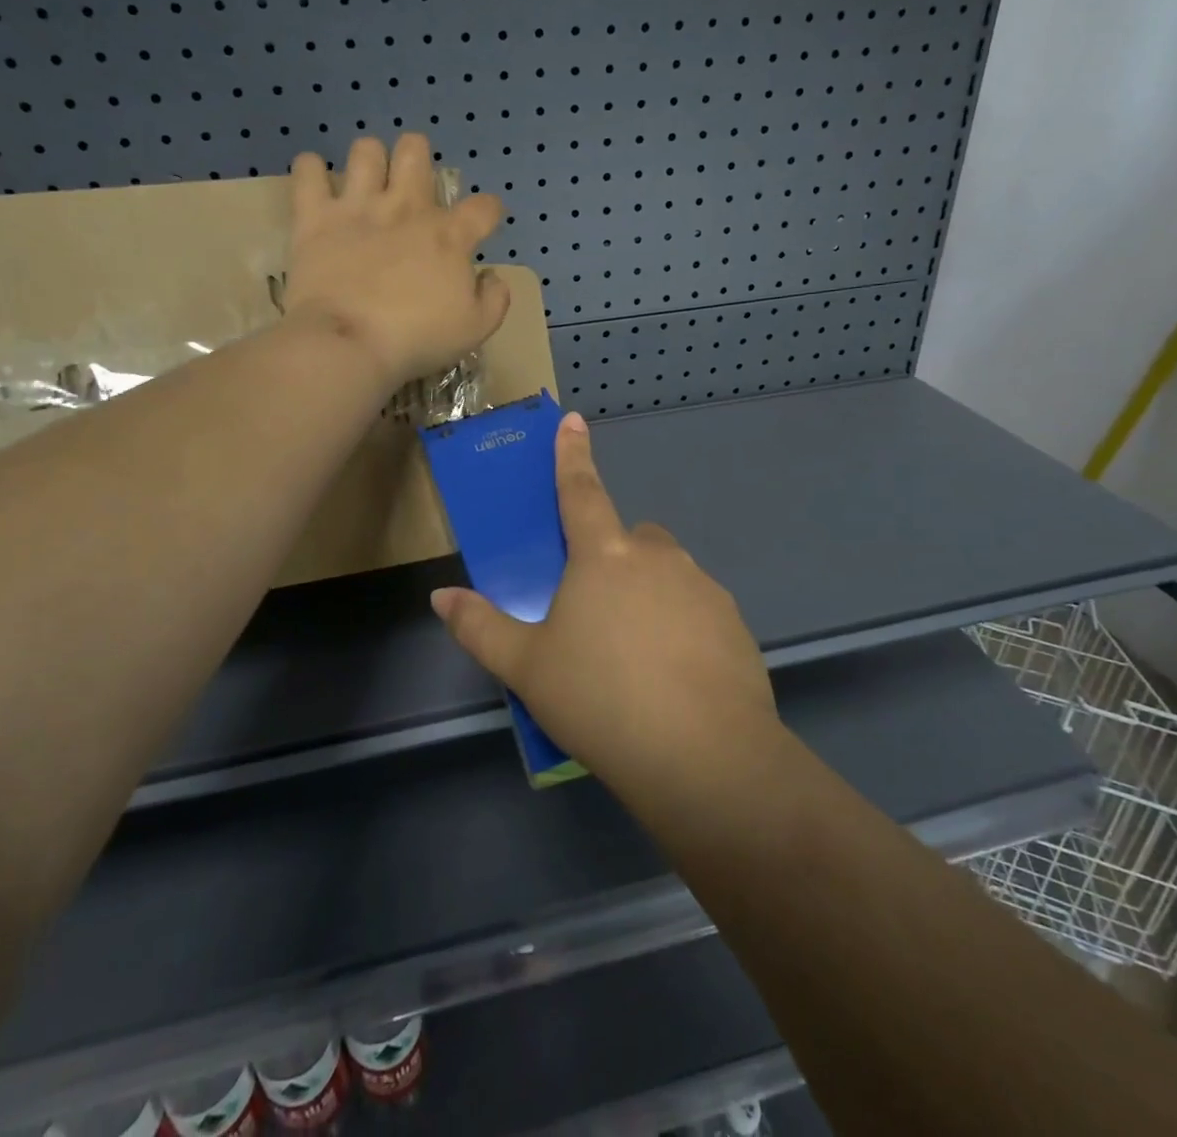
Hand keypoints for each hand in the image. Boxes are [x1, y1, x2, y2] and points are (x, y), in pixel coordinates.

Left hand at [284, 133, 509, 388]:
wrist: (349, 343)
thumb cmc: (417, 339)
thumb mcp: (476, 329)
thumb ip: (494, 298)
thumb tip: (491, 276)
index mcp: (449, 235)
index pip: (483, 207)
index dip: (489, 212)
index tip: (483, 225)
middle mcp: (405, 207)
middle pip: (415, 151)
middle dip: (418, 160)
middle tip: (412, 189)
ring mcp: (358, 207)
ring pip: (366, 150)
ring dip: (369, 162)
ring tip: (366, 185)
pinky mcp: (315, 216)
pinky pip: (308, 170)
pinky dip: (311, 171)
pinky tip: (317, 184)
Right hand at [431, 412, 778, 794]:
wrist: (703, 756)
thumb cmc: (600, 699)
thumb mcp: (526, 668)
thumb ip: (480, 627)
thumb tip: (442, 596)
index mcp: (604, 556)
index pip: (581, 490)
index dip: (572, 454)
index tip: (574, 420)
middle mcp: (658, 558)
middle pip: (631, 538)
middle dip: (614, 557)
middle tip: (597, 613)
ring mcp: (703, 588)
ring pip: (668, 574)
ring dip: (649, 594)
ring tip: (635, 657)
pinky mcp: (734, 624)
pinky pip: (698, 610)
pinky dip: (682, 626)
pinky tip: (673, 679)